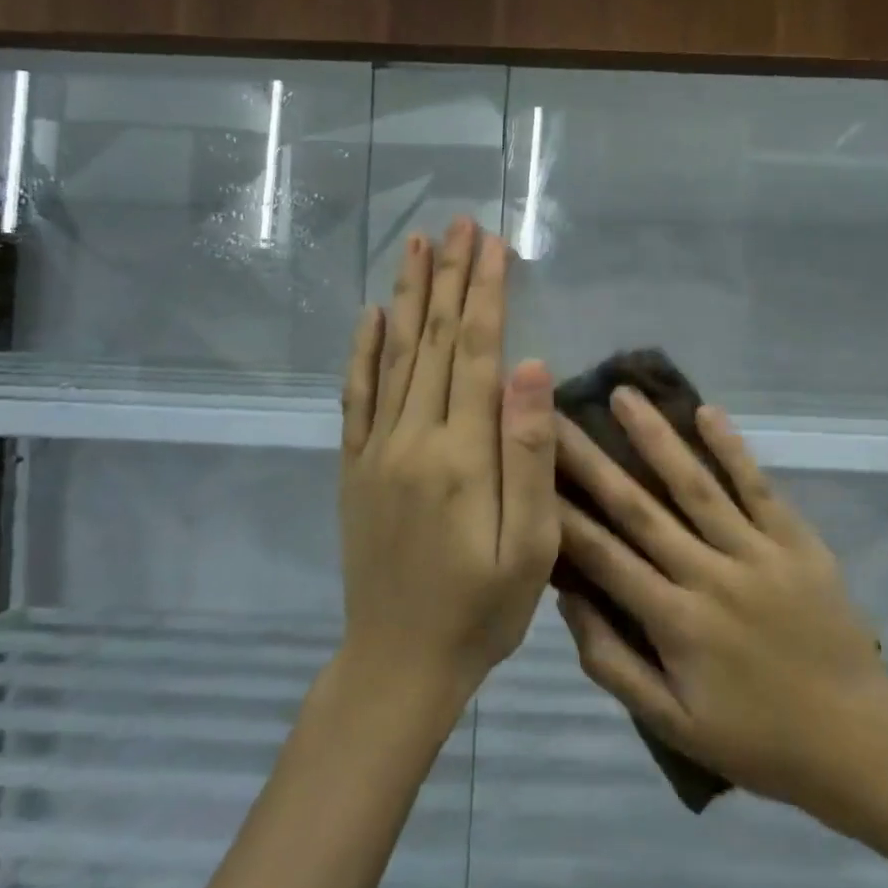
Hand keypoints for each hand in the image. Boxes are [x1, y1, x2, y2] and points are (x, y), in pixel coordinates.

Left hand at [338, 217, 559, 700]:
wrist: (399, 664)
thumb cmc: (482, 610)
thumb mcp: (531, 545)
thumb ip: (530, 455)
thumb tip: (532, 368)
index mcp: (460, 453)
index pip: (475, 351)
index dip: (485, 293)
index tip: (492, 243)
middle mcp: (412, 438)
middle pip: (432, 340)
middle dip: (449, 277)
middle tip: (457, 223)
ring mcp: (376, 451)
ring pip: (394, 356)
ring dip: (407, 297)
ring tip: (415, 246)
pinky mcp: (355, 469)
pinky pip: (356, 397)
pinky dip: (363, 352)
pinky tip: (370, 317)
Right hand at [554, 387, 887, 812]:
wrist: (857, 740)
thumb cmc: (757, 738)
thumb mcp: (673, 724)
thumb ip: (613, 662)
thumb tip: (569, 599)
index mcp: (674, 622)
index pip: (604, 555)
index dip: (562, 512)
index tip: (530, 470)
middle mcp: (709, 575)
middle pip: (639, 508)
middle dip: (592, 460)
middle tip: (556, 417)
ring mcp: (757, 553)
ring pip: (696, 485)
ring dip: (656, 438)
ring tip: (624, 395)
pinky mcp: (797, 542)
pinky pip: (759, 487)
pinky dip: (733, 449)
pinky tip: (706, 412)